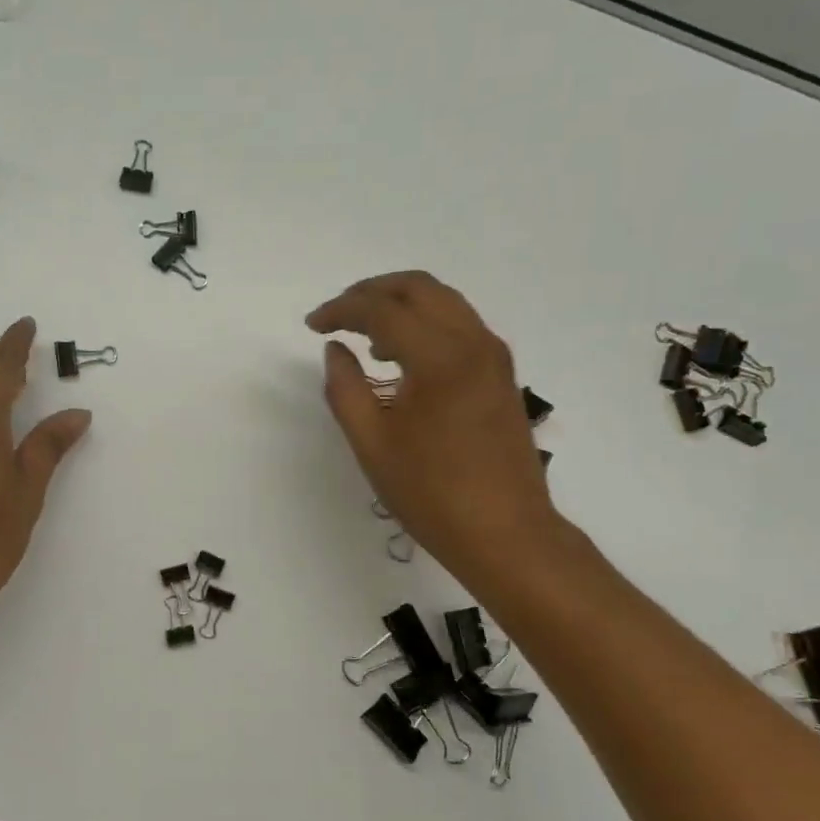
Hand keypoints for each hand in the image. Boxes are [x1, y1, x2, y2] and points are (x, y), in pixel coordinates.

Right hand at [307, 272, 562, 586]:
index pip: (382, 310)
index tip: (312, 324)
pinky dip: (426, 323)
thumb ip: (345, 388)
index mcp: (439, 358)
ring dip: (401, 304)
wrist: (506, 533)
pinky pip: (460, 325)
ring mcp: (493, 356)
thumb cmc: (432, 493)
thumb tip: (336, 349)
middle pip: (419, 287)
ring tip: (366, 335)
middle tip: (338, 313)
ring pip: (444, 301)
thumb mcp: (372, 444)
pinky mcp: (501, 373)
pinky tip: (402, 357)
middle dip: (372, 291)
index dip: (341, 310)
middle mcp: (473, 342)